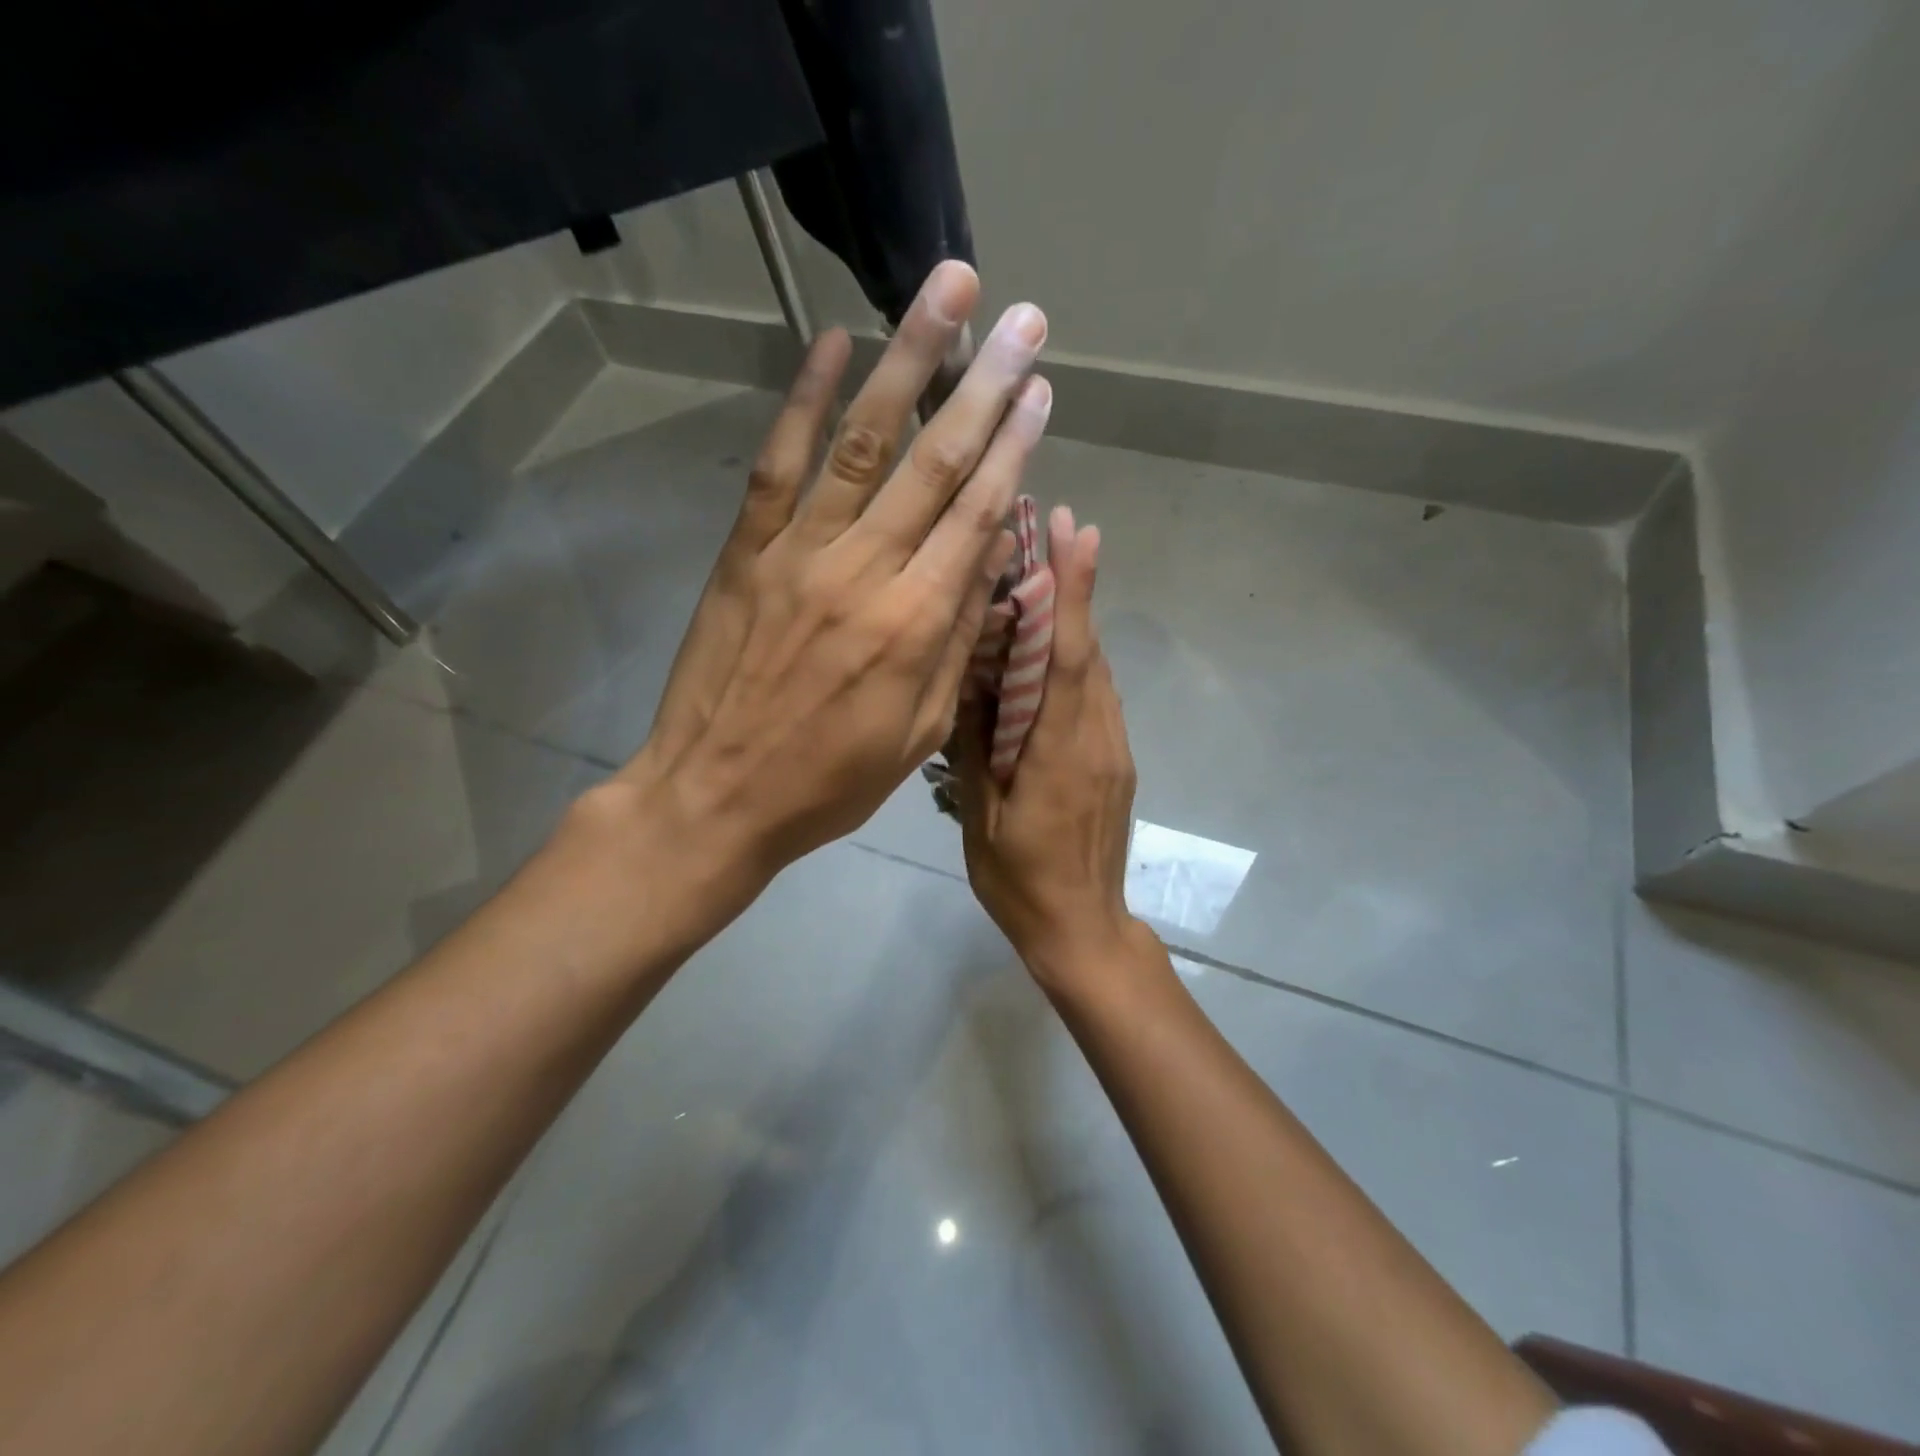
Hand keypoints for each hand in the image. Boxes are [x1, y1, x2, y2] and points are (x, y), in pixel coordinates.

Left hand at [621, 261, 1051, 912]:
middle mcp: (864, 572)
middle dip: (984, 384)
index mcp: (916, 625)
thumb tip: (992, 558)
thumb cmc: (830, 781)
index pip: (979, 516)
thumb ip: (958, 640)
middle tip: (1021, 320)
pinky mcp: (744, 551)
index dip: (1014, 447)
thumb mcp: (919, 733)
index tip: (1040, 390)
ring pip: (861, 441)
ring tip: (945, 293)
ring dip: (908, 361)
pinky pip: (778, 464)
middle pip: (934, 463)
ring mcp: (798, 553)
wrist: (716, 797)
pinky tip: (832, 342)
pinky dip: (803, 398)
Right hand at [956, 506, 1150, 991]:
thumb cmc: (1020, 880)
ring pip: (1097, 671)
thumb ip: (978, 747)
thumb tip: (968, 682)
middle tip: (1057, 526)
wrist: (1083, 930)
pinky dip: (1078, 660)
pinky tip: (1052, 649)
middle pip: (1088, 651)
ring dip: (1078, 619)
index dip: (1073, 593)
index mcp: (1059, 752)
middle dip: (1077, 586)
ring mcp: (1114, 751)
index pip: (1067, 658)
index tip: (1076, 533)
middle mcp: (1097, 739)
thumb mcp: (982, 817)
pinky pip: (1097, 698)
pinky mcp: (1116, 763)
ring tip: (1052, 573)